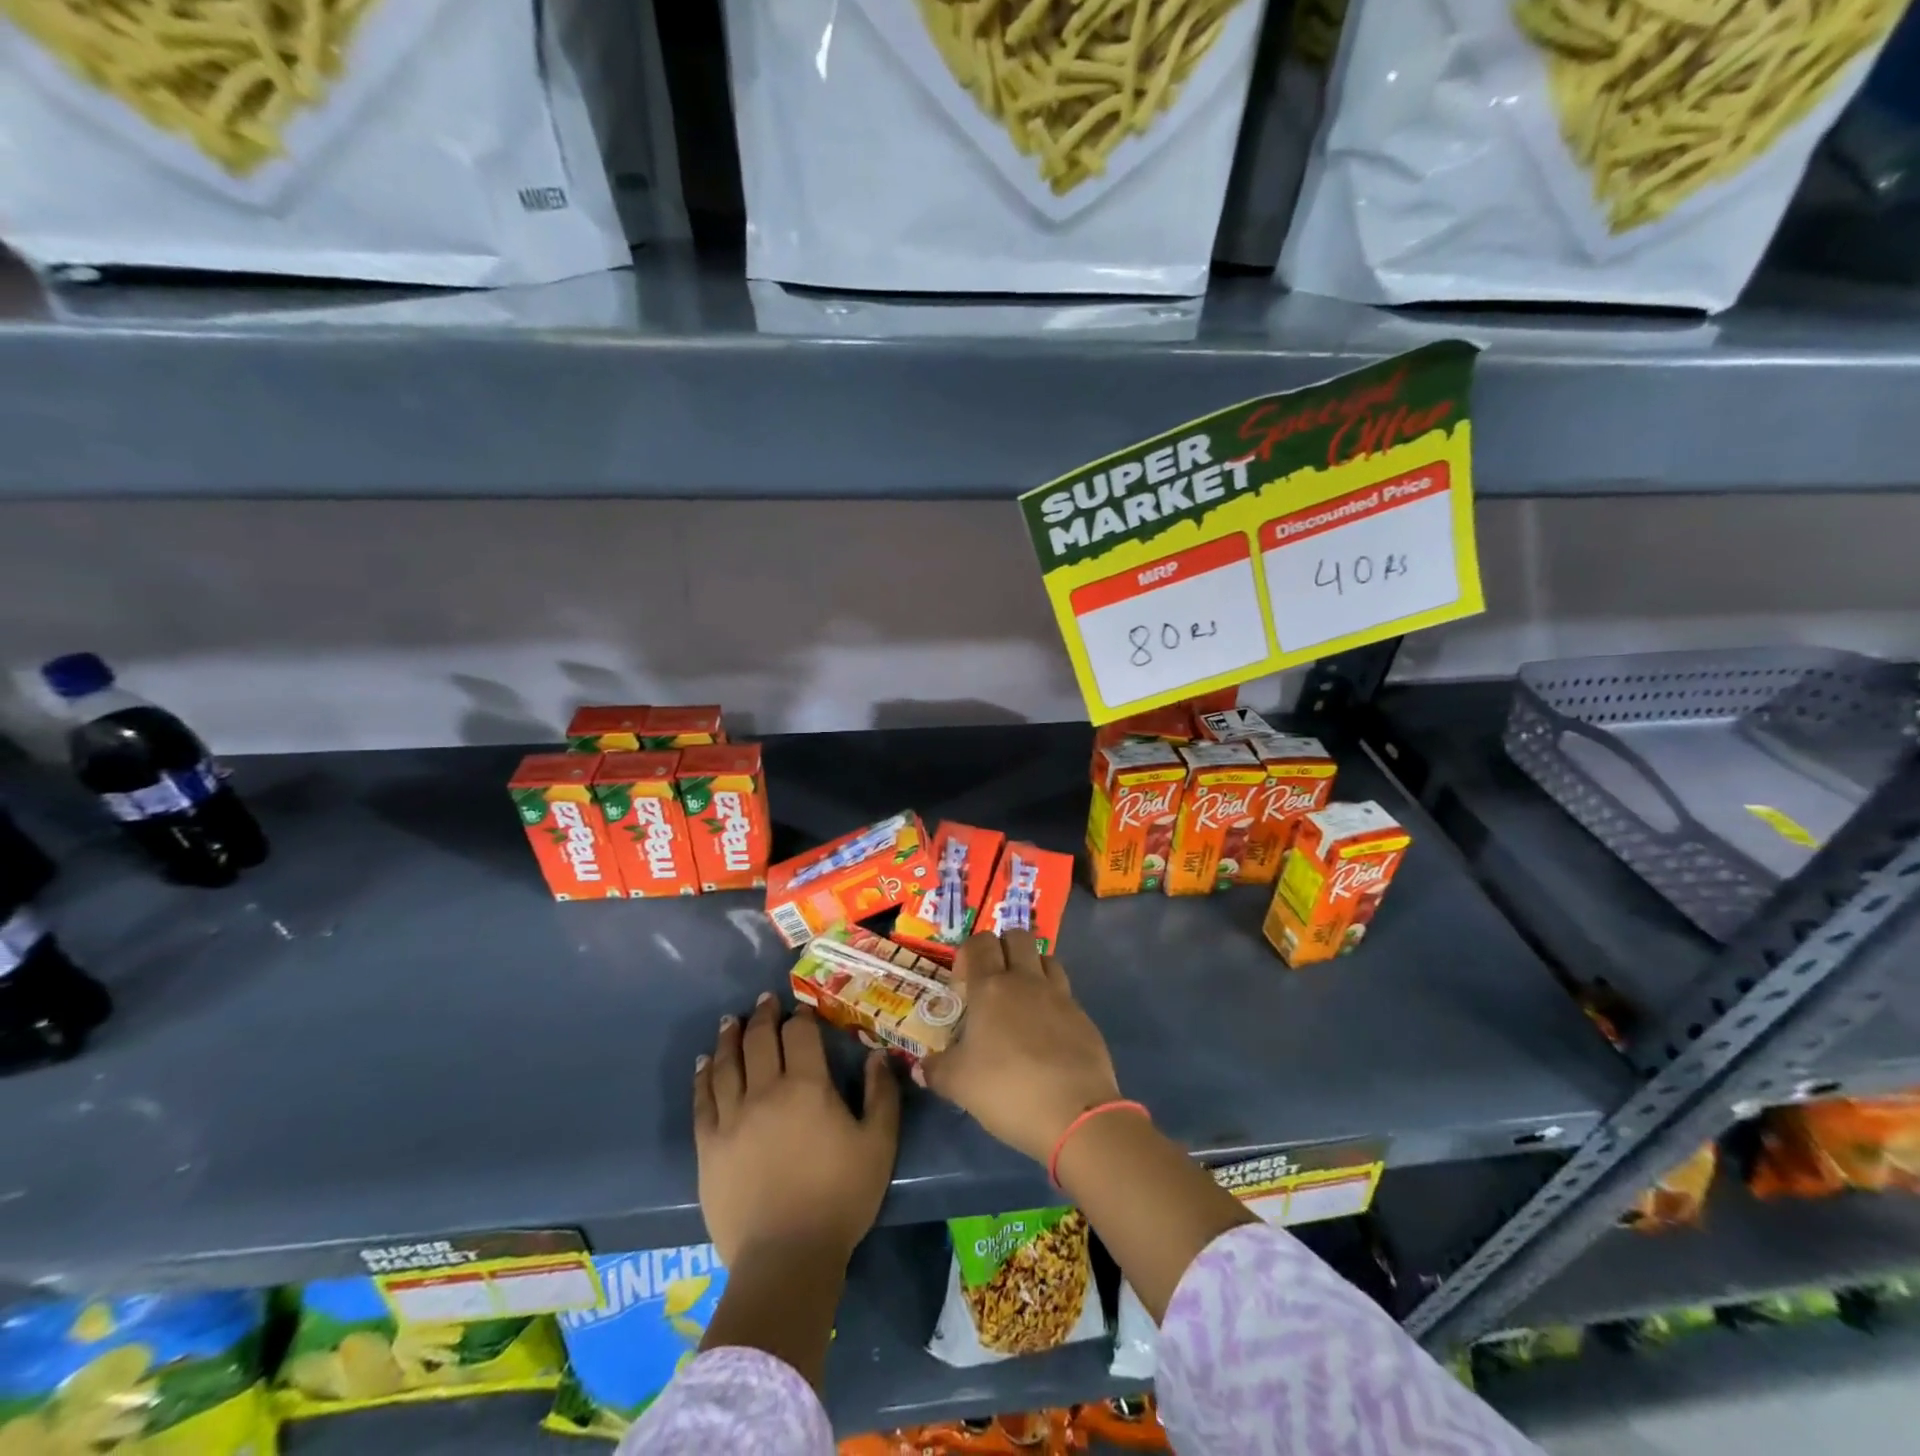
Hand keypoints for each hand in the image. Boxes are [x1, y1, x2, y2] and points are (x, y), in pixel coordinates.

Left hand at [694, 994, 900, 1266]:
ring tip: (730, 1021)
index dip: (800, 1017)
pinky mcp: (708, 1146)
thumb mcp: (878, 1145)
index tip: (801, 1009)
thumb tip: (878, 1055)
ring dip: (729, 1037)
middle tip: (764, 1001)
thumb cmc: (839, 1198)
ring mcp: (732, 1118)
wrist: (786, 1258)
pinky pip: (702, 1100)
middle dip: (763, 1016)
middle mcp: (766, 1091)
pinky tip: (704, 1063)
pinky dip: (703, 1076)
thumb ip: (881, 1095)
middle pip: (760, 1040)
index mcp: (807, 1087)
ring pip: (727, 1064)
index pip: (800, 1035)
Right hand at [918, 930, 1121, 1164]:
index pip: (980, 943)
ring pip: (1046, 958)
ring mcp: (1059, 995)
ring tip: (1022, 999)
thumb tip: (921, 1066)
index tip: (963, 981)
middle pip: (1017, 936)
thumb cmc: (1007, 1089)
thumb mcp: (959, 1085)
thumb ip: (936, 1070)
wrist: (1075, 1113)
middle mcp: (1026, 980)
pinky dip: (1053, 999)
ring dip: (1032, 967)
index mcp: (991, 987)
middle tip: (993, 980)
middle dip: (1003, 947)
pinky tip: (1046, 1030)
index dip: (969, 952)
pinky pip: (1065, 991)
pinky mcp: (1083, 1016)